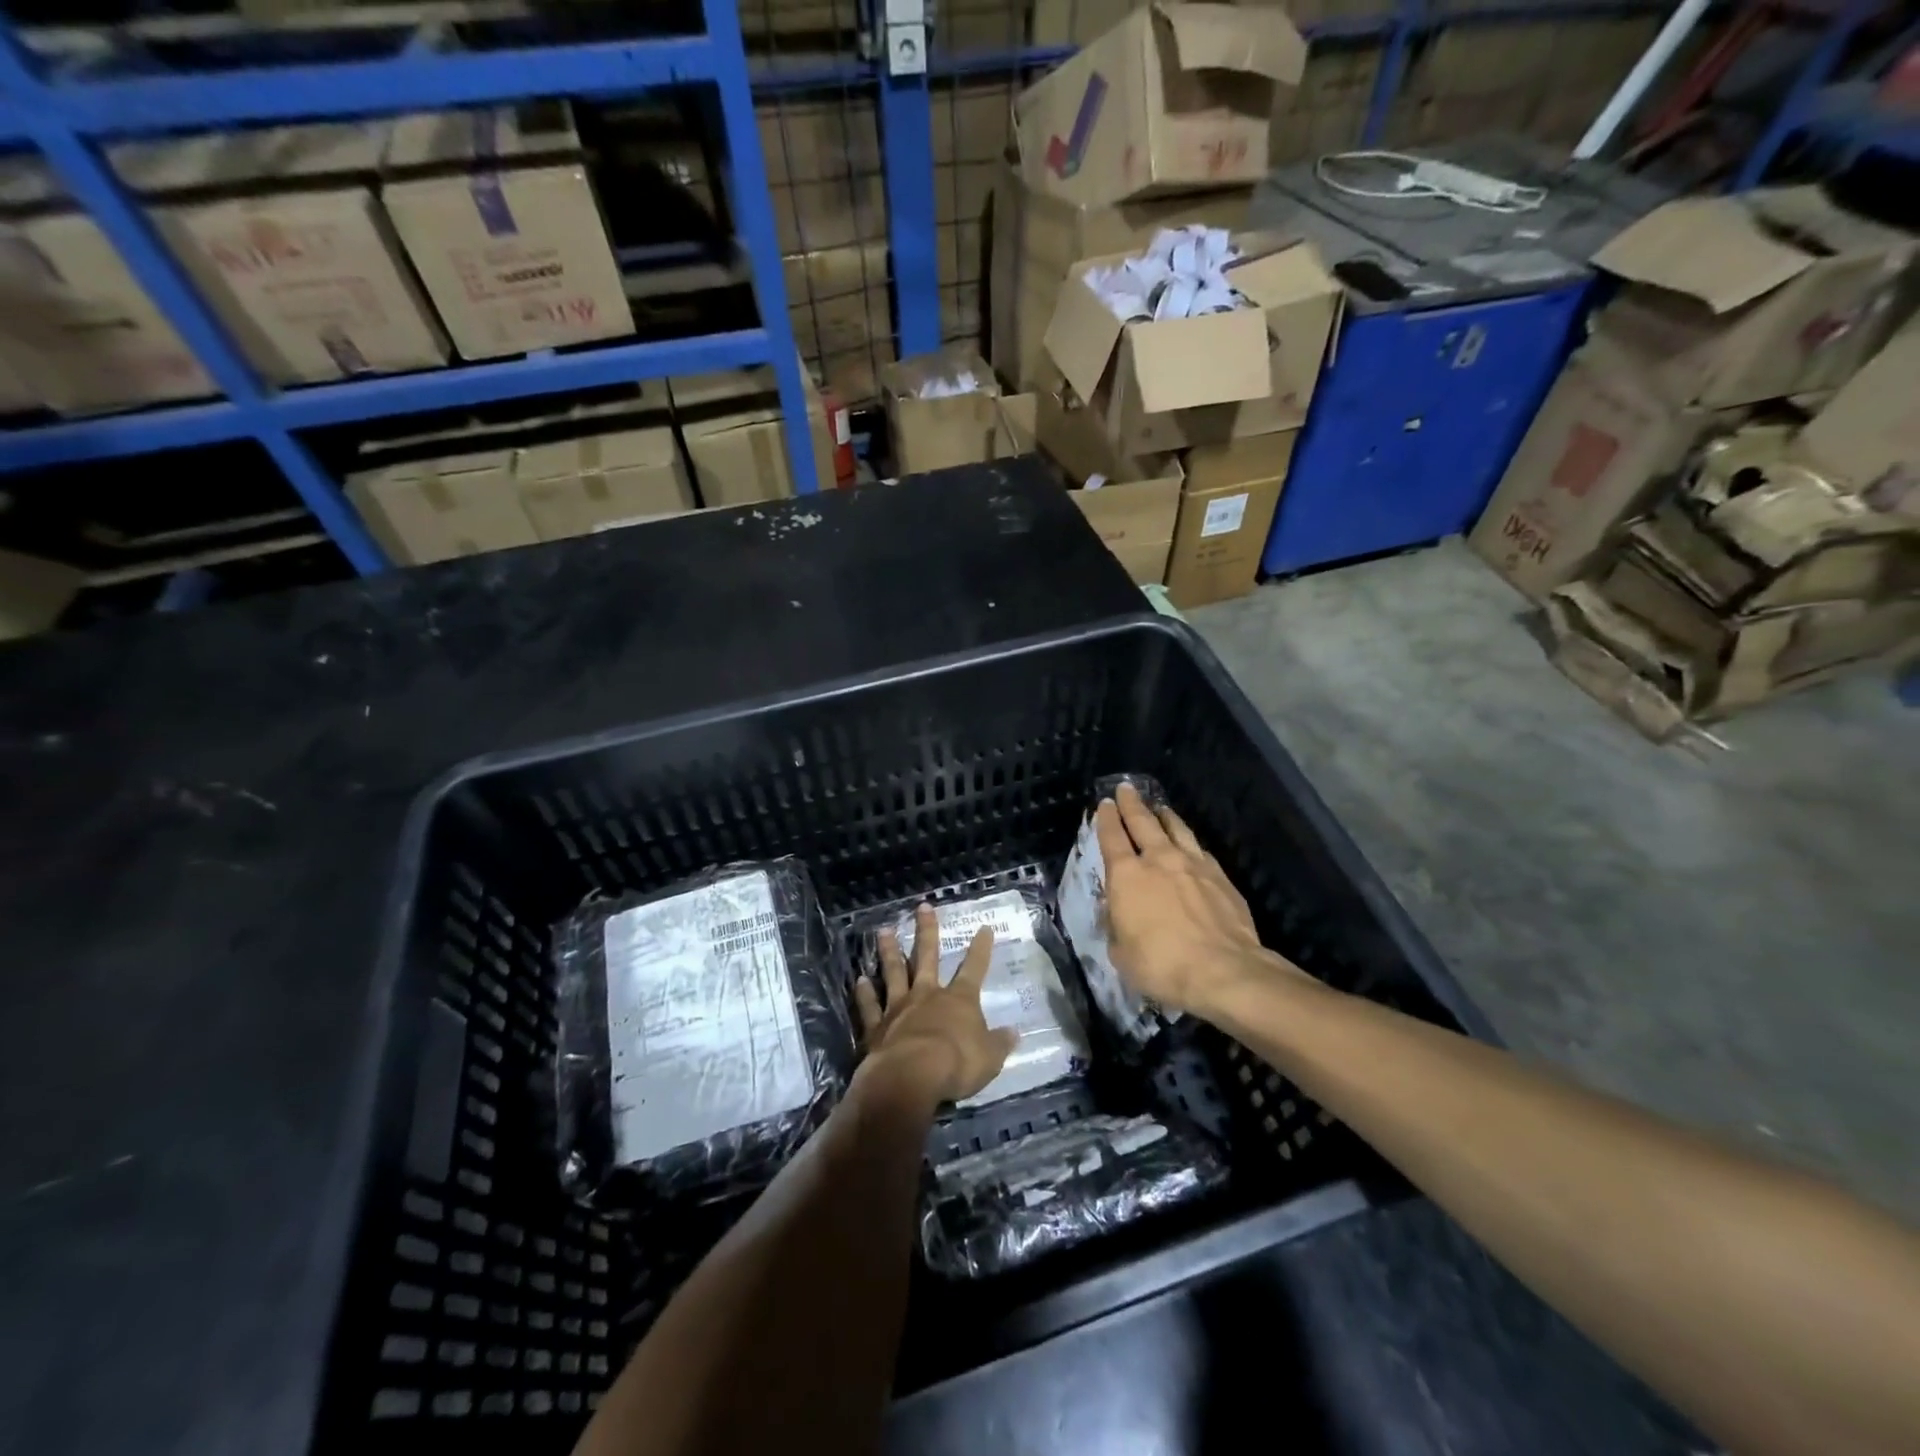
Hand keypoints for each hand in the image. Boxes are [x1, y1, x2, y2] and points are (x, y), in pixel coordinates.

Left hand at [853, 904, 1017, 1104]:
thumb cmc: (956, 1065)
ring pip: (894, 972)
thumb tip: (1014, 1033)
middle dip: (927, 931)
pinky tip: (860, 980)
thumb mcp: (989, 1058)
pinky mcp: (876, 1026)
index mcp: (959, 1000)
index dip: (981, 948)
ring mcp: (898, 1008)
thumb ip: (999, 1043)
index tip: (984, 928)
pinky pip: (870, 1006)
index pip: (974, 968)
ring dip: (889, 951)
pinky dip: (865, 993)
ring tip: (883, 930)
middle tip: (922, 907)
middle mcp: (927, 995)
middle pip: (927, 956)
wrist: (911, 1077)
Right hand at [1094, 781, 1302, 1015]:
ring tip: (1160, 807)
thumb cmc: (1161, 964)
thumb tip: (1117, 912)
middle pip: (1143, 822)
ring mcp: (1193, 865)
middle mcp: (1159, 860)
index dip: (1106, 819)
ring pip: (1176, 829)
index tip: (1104, 804)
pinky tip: (1191, 844)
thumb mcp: (1121, 952)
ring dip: (1165, 816)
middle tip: (1126, 789)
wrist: (1223, 970)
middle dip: (1132, 804)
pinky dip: (1190, 842)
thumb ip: (1116, 925)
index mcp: (1126, 876)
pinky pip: (1200, 850)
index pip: (1111, 837)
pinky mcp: (1220, 876)